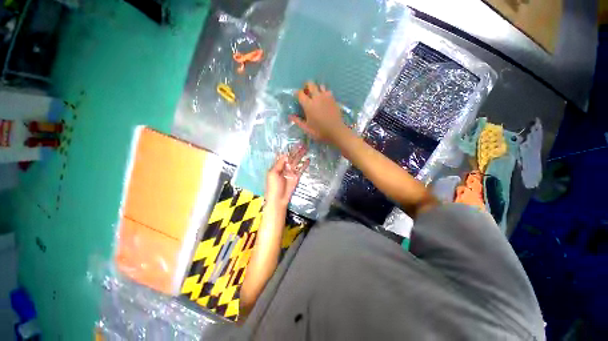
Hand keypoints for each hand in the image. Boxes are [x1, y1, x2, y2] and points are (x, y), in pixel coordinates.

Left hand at [265, 144, 309, 208]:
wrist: (278, 199)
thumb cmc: (273, 187)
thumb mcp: (273, 174)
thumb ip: (279, 164)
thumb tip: (285, 154)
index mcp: (277, 166)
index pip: (284, 156)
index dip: (288, 150)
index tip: (293, 143)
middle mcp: (285, 167)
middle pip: (291, 157)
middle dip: (296, 151)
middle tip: (302, 144)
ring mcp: (291, 172)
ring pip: (297, 162)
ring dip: (301, 155)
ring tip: (306, 149)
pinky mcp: (297, 177)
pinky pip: (301, 169)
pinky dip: (304, 165)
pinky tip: (308, 159)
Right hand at [290, 82, 347, 143]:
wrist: (336, 132)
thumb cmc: (320, 131)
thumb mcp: (307, 129)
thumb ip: (298, 121)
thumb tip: (290, 116)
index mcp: (308, 105)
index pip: (300, 93)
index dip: (297, 94)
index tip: (297, 97)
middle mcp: (317, 97)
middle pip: (310, 84)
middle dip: (306, 86)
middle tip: (306, 93)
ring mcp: (326, 97)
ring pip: (320, 86)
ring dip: (316, 89)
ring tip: (316, 96)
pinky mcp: (333, 99)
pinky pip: (327, 91)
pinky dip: (324, 93)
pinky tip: (324, 100)